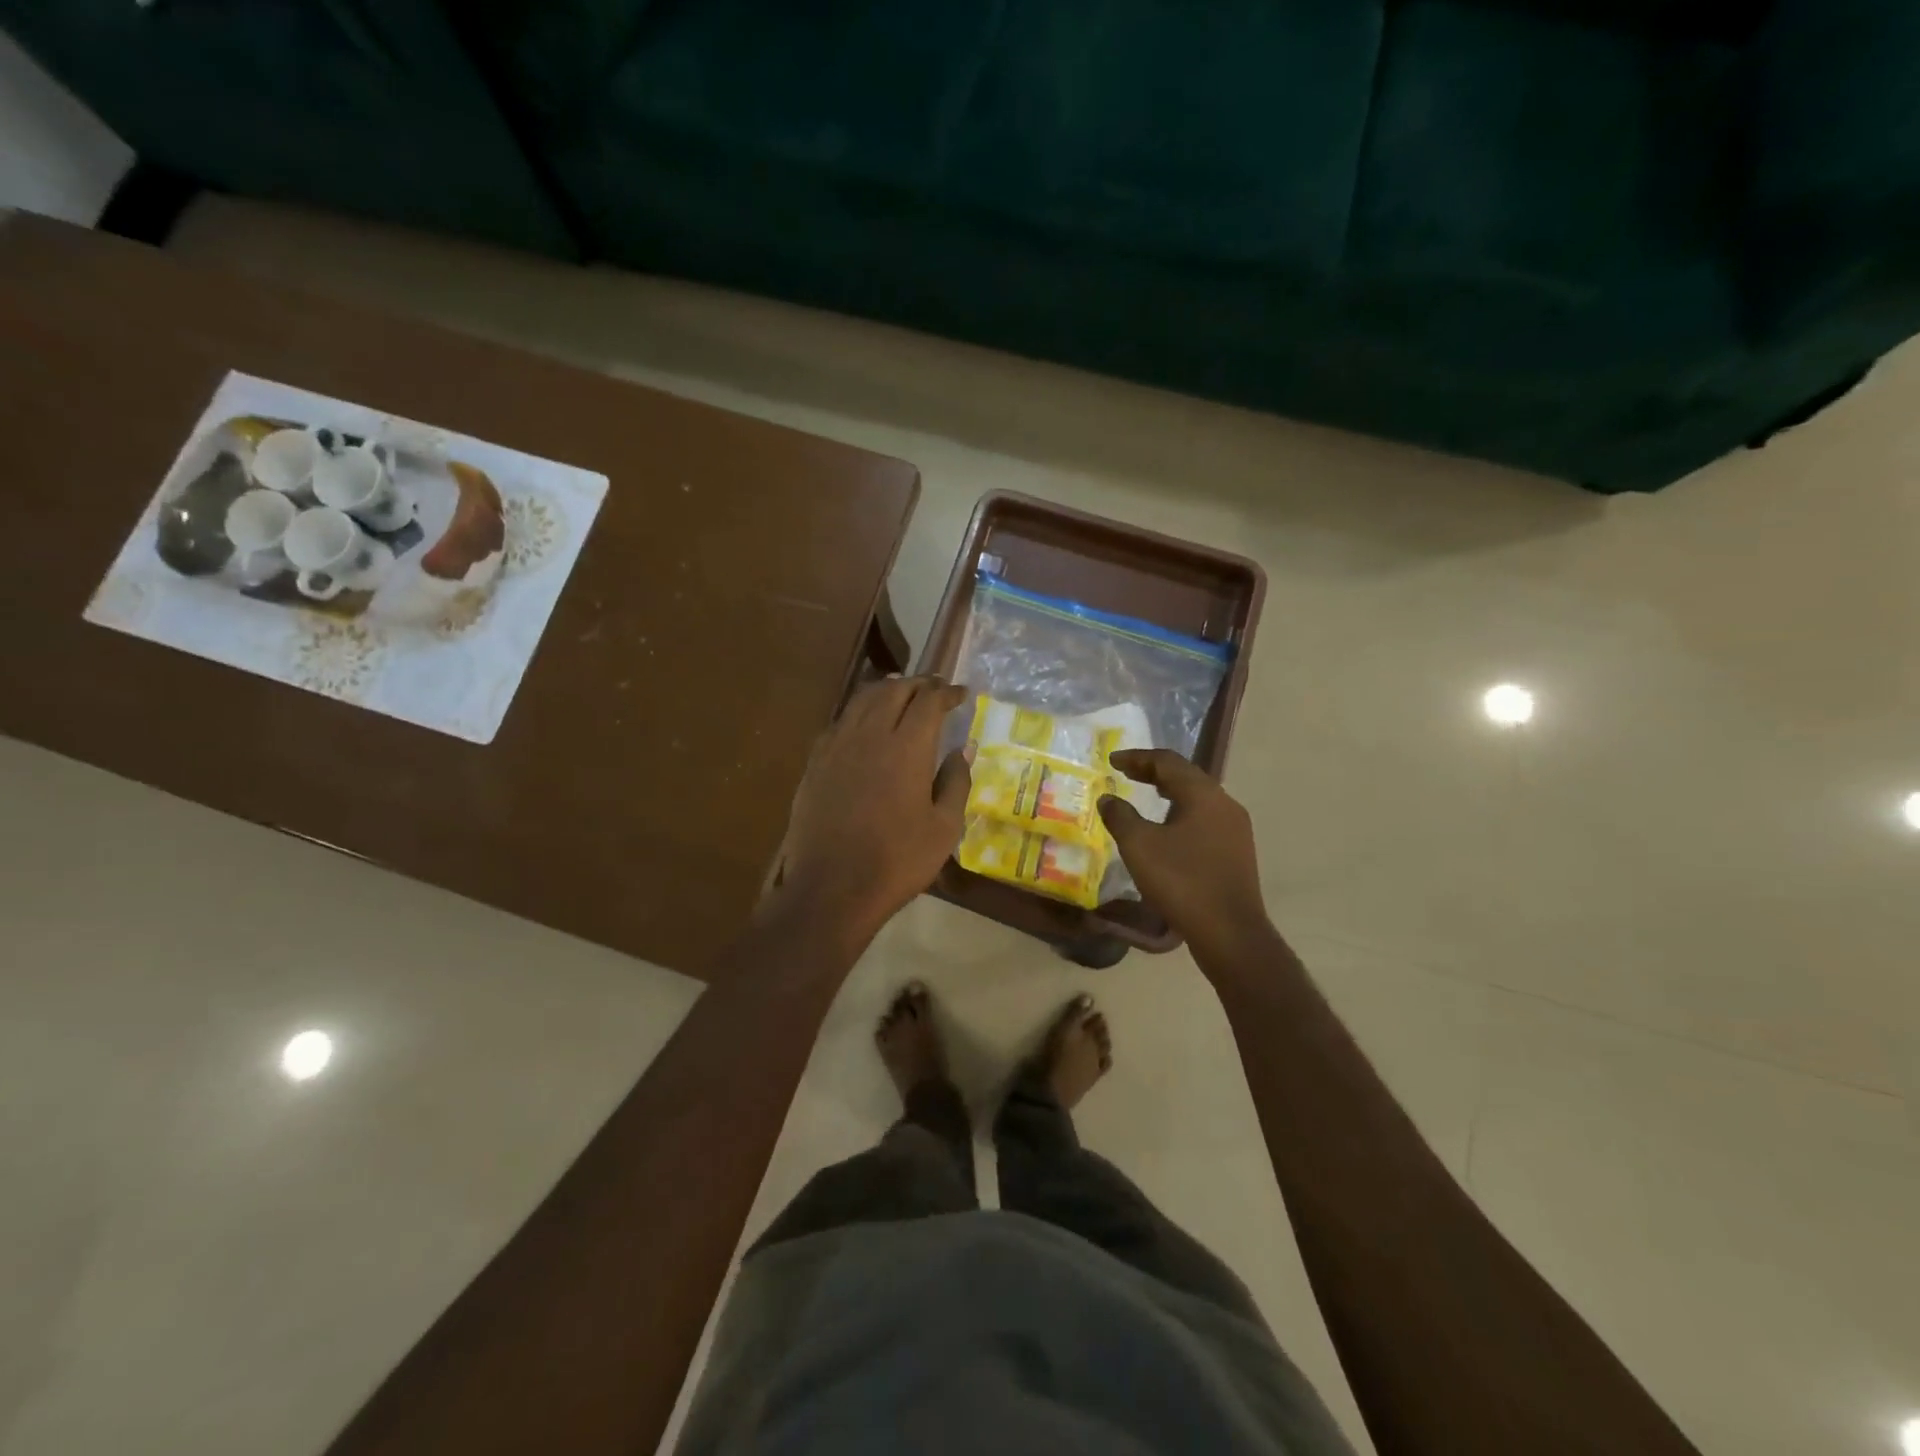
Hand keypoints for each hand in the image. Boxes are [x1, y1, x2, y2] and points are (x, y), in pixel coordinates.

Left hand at [773, 675, 971, 942]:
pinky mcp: (815, 762)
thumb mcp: (944, 828)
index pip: (929, 701)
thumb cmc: (897, 861)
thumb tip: (961, 751)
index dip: (947, 692)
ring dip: (886, 691)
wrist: (832, 888)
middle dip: (918, 684)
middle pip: (894, 691)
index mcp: (907, 747)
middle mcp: (870, 735)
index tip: (961, 694)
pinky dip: (859, 713)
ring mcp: (837, 746)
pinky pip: (840, 722)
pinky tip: (864, 725)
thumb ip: (955, 782)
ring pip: (862, 701)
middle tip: (934, 688)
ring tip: (901, 695)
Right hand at [1098, 749, 1271, 955]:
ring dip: (1170, 792)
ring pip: (1198, 798)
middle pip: (1186, 776)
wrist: (1230, 932)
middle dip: (1154, 772)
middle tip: (1126, 773)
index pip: (1167, 762)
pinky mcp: (1237, 851)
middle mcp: (1225, 804)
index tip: (1112, 760)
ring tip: (1145, 795)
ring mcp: (1235, 829)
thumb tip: (1108, 799)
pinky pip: (1205, 819)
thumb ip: (1120, 816)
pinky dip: (1182, 812)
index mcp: (1203, 794)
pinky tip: (1168, 829)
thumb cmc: (1182, 881)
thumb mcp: (1139, 846)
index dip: (1137, 758)